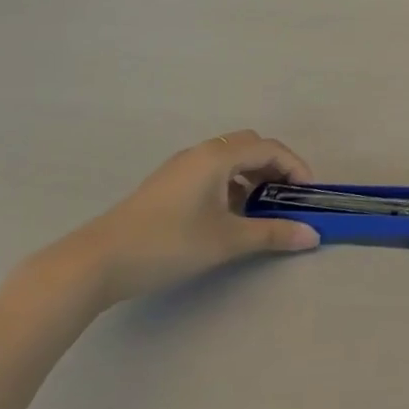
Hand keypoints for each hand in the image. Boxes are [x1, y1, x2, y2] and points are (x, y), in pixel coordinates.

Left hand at [53, 131, 319, 306]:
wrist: (96, 262)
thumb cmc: (168, 244)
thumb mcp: (226, 241)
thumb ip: (272, 234)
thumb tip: (312, 235)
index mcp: (218, 156)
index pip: (270, 148)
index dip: (295, 167)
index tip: (308, 196)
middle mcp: (200, 152)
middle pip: (250, 146)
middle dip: (275, 168)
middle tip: (286, 198)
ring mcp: (180, 167)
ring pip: (229, 159)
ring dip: (251, 177)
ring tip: (259, 211)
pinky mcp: (166, 185)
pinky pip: (211, 172)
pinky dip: (230, 184)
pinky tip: (227, 216)